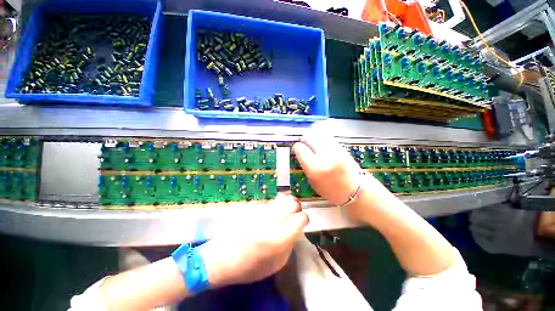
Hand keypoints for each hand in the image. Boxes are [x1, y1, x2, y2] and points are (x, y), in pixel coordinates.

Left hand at [198, 194, 308, 286]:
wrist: (223, 258)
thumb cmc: (251, 267)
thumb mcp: (277, 263)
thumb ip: (290, 243)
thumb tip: (296, 228)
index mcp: (279, 238)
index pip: (300, 218)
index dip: (304, 219)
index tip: (301, 223)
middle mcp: (271, 220)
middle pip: (292, 202)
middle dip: (296, 207)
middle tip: (294, 215)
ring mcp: (262, 212)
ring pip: (282, 198)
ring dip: (287, 203)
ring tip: (285, 212)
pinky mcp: (254, 208)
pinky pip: (272, 202)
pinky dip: (277, 204)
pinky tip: (274, 211)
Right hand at [292, 135, 395, 223]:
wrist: (357, 191)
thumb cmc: (332, 191)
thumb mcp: (313, 183)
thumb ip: (306, 167)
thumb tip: (301, 154)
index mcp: (315, 168)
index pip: (300, 149)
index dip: (296, 148)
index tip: (297, 149)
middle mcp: (325, 156)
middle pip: (310, 137)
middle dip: (304, 140)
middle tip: (303, 144)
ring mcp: (336, 150)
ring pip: (319, 135)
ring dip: (314, 138)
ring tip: (312, 143)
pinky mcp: (343, 148)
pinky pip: (328, 138)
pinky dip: (322, 139)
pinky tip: (322, 144)